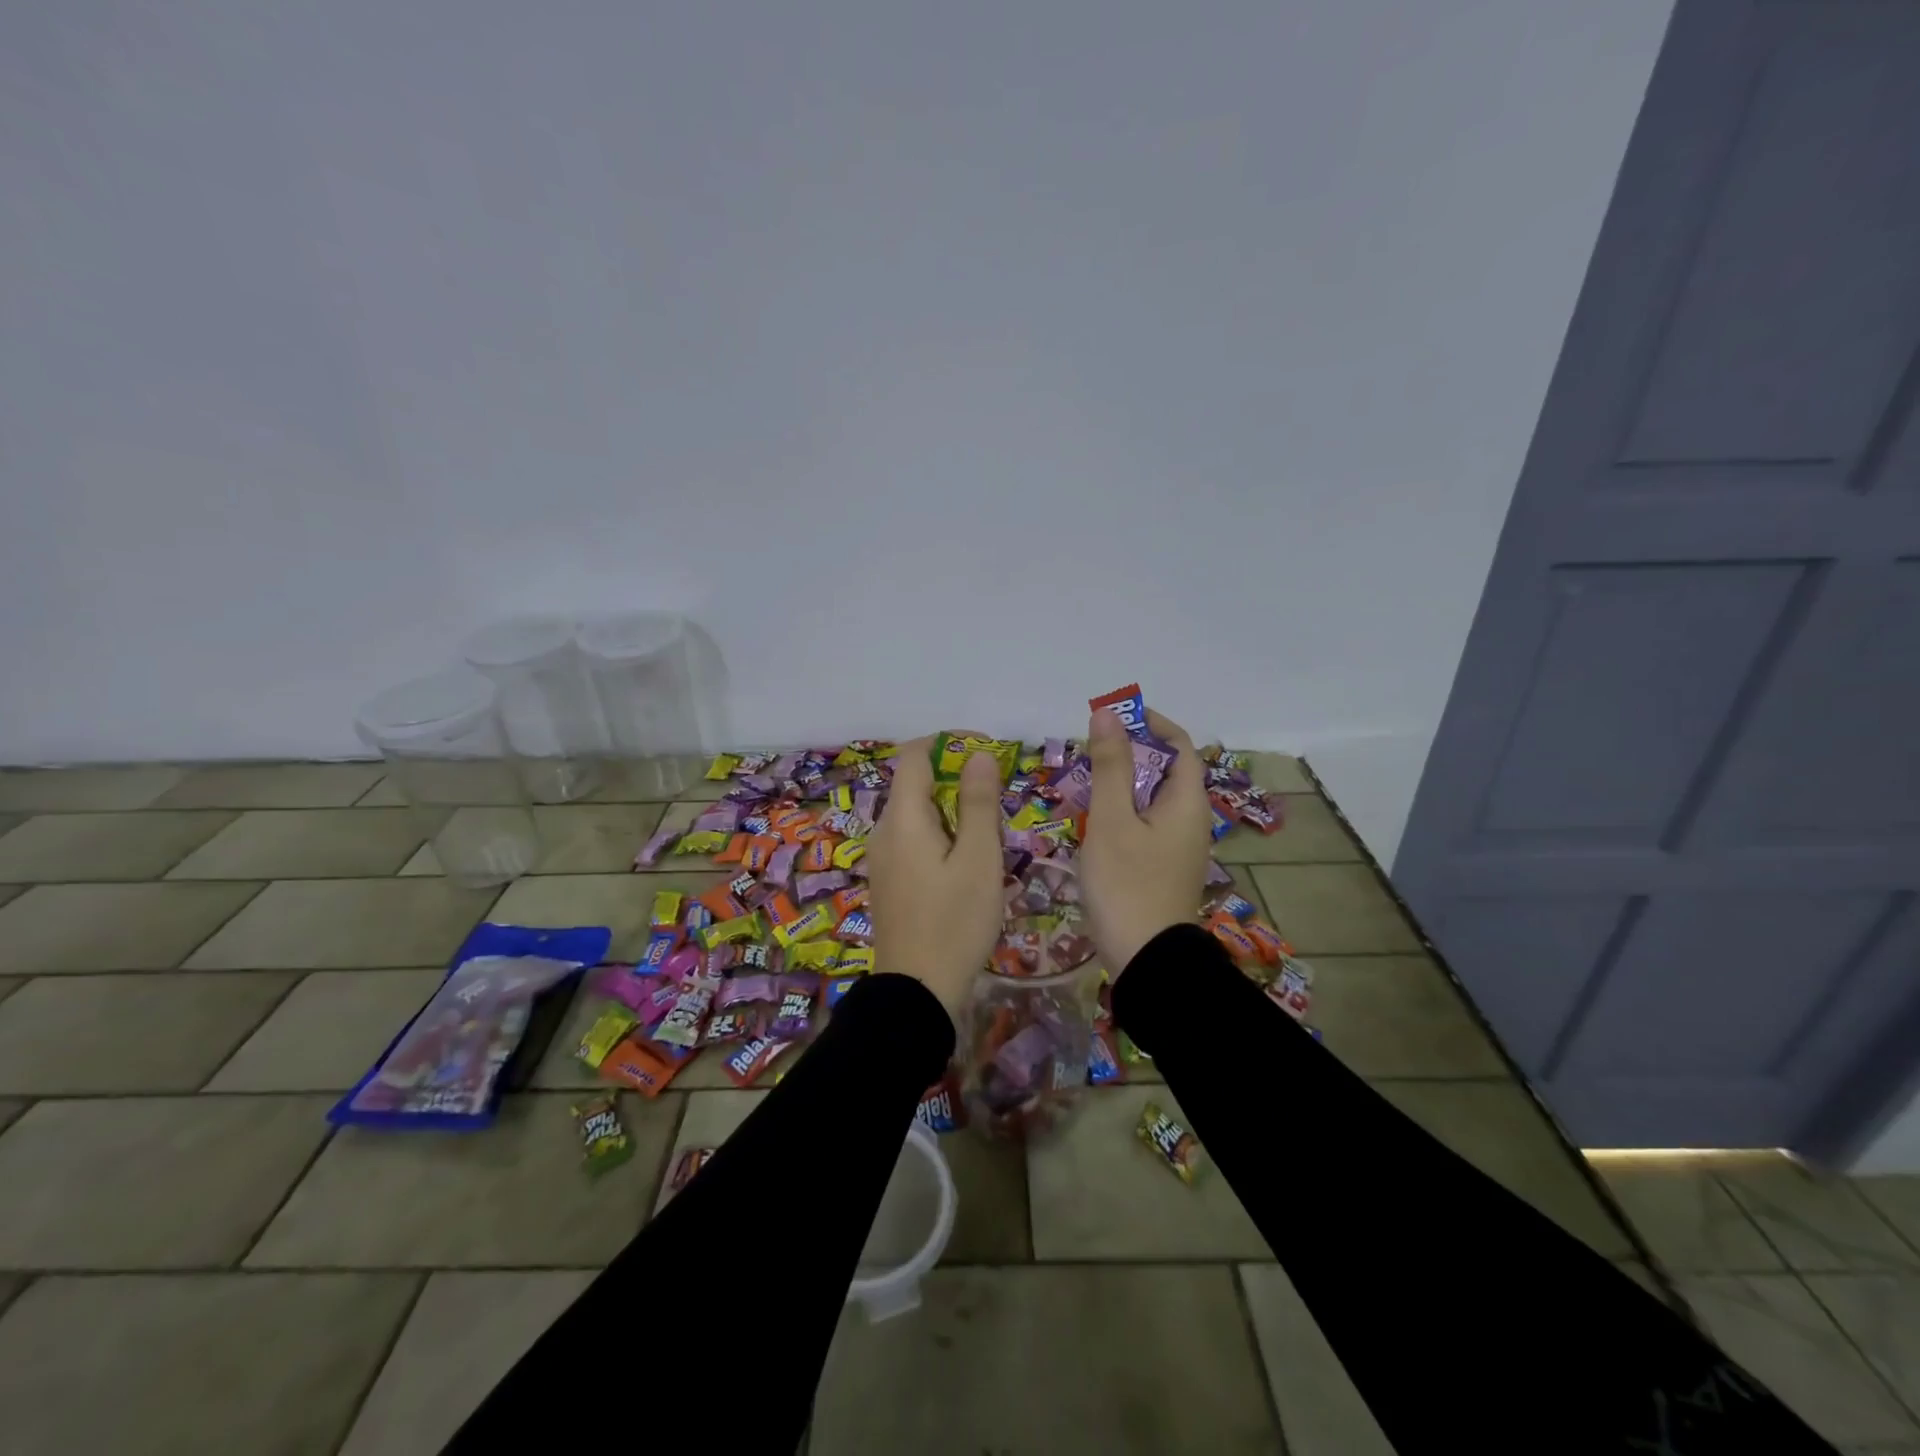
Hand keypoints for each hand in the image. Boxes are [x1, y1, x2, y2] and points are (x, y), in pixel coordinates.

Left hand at [868, 735, 1005, 1018]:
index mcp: (902, 818)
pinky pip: (912, 839)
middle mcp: (883, 831)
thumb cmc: (955, 922)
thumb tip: (978, 755)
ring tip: (988, 835)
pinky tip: (965, 862)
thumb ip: (978, 802)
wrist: (917, 992)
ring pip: (916, 814)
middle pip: (915, 784)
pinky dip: (939, 834)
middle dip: (955, 780)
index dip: (949, 743)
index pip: (914, 755)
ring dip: (951, 810)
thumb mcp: (979, 859)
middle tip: (997, 802)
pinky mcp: (887, 881)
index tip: (986, 752)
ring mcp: (881, 858)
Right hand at [1077, 707, 1212, 974]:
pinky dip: (1123, 812)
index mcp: (1187, 802)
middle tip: (1088, 751)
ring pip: (1153, 799)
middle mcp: (1191, 820)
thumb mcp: (1111, 820)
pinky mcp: (1164, 868)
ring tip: (1084, 783)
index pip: (1180, 745)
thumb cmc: (1127, 885)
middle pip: (1166, 771)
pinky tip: (1094, 824)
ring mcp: (1179, 847)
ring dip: (1123, 783)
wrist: (1147, 961)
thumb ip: (1109, 765)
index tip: (1114, 716)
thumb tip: (1107, 714)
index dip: (1150, 723)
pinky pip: (1146, 824)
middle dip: (1130, 753)